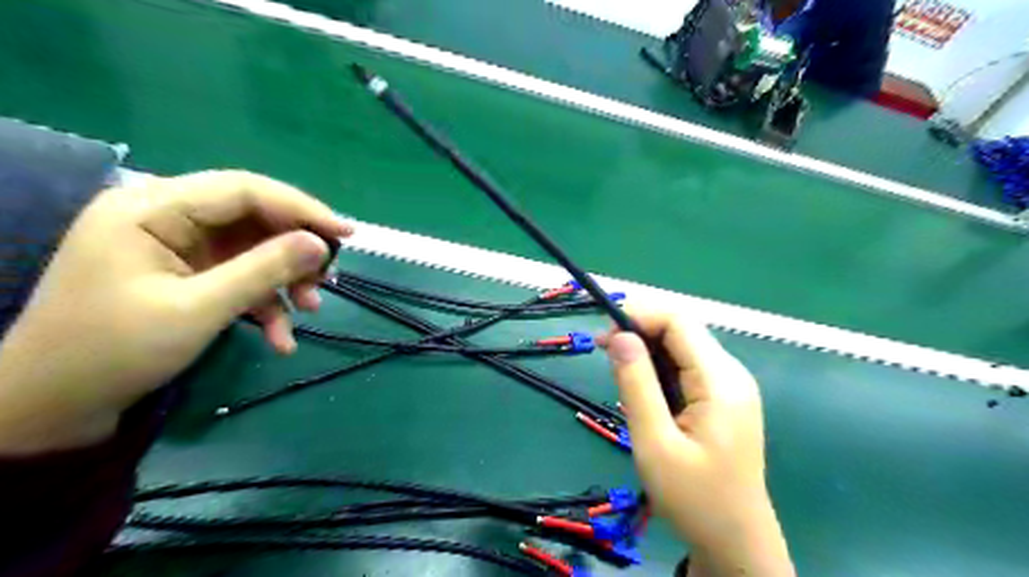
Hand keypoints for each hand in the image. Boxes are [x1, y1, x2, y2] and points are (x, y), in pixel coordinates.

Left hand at [0, 170, 354, 452]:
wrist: (55, 404)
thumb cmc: (115, 351)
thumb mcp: (199, 309)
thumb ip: (264, 270)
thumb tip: (321, 244)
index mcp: (151, 209)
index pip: (244, 190)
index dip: (301, 208)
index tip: (346, 234)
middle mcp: (165, 217)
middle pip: (253, 218)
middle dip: (295, 251)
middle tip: (327, 279)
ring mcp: (177, 247)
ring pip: (253, 249)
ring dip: (285, 280)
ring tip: (310, 311)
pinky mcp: (187, 273)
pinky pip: (240, 276)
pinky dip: (265, 303)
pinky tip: (281, 338)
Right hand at [604, 312, 794, 576]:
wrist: (735, 542)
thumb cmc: (693, 498)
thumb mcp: (655, 442)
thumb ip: (636, 385)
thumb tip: (619, 335)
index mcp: (720, 381)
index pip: (679, 322)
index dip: (639, 316)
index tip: (603, 335)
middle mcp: (730, 374)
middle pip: (681, 330)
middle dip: (640, 332)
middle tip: (604, 355)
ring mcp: (729, 386)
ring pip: (681, 348)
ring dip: (647, 353)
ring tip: (621, 380)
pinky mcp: (722, 398)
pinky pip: (686, 368)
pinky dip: (659, 370)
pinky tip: (644, 393)